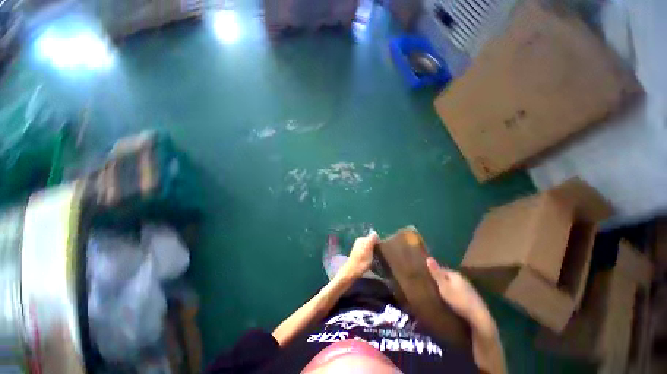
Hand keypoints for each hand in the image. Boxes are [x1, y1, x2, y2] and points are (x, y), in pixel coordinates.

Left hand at [338, 230, 378, 279]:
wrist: (352, 272)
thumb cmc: (361, 260)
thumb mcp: (368, 248)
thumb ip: (371, 239)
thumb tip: (375, 232)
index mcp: (362, 239)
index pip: (373, 237)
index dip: (378, 243)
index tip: (381, 250)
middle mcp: (359, 242)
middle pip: (371, 242)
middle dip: (376, 247)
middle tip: (380, 254)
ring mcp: (358, 248)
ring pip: (369, 247)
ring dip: (373, 251)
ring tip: (376, 258)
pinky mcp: (359, 254)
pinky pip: (367, 252)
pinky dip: (370, 255)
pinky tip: (371, 260)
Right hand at [426, 257, 495, 337]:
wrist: (479, 317)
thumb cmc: (458, 300)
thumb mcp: (444, 286)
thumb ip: (436, 273)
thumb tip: (428, 257)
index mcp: (455, 274)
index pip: (441, 269)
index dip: (434, 272)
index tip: (426, 276)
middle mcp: (462, 279)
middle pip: (448, 277)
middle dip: (440, 280)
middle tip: (431, 285)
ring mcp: (469, 289)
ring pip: (454, 285)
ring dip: (448, 287)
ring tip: (439, 293)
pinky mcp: (472, 298)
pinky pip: (459, 292)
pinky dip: (454, 294)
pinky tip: (451, 301)